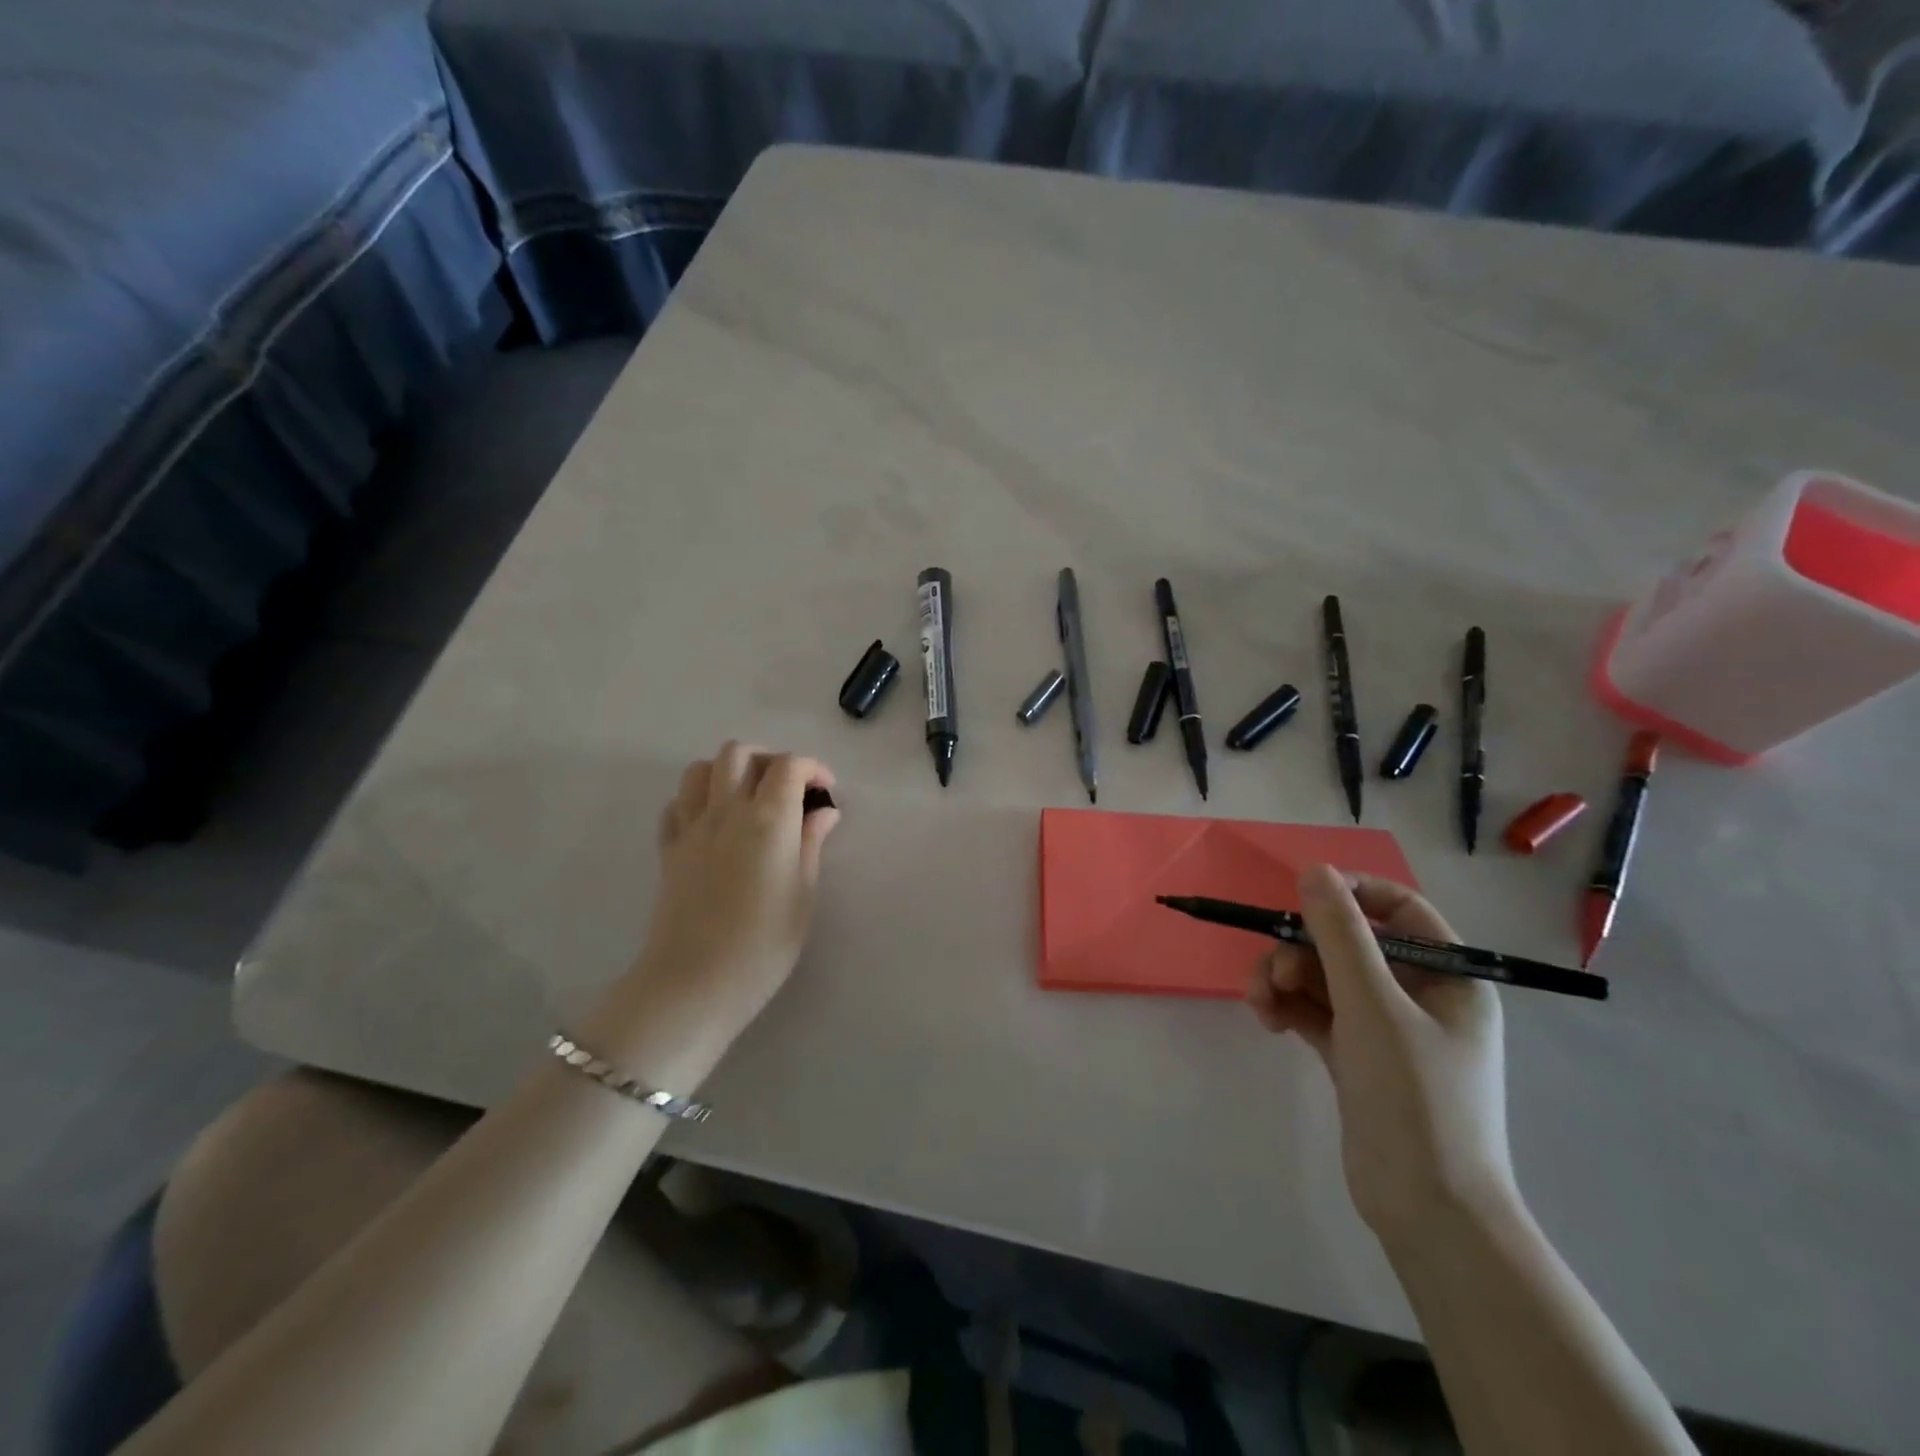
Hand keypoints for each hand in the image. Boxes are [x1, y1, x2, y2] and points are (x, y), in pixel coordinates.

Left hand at [588, 743, 839, 1085]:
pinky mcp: (668, 848)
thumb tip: (824, 812)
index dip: (812, 768)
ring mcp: (691, 827)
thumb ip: (812, 844)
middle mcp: (727, 810)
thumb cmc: (764, 944)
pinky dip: (697, 800)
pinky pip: (677, 804)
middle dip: (769, 760)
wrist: (695, 984)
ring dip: (728, 772)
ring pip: (701, 768)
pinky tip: (713, 823)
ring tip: (748, 798)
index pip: (788, 765)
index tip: (825, 791)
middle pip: (740, 753)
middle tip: (788, 790)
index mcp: (769, 819)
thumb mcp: (804, 894)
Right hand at [1248, 864, 1513, 1243]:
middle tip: (1274, 975)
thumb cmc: (1416, 1099)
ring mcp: (1386, 1028)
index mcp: (1449, 977)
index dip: (1351, 894)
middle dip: (1302, 951)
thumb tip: (1313, 870)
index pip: (1399, 910)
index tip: (1302, 896)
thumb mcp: (1372, 1006)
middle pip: (1349, 944)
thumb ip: (1339, 934)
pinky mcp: (1357, 1056)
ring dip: (1286, 981)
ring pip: (1324, 977)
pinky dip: (1289, 1009)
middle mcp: (1420, 995)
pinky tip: (1268, 1022)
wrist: (1427, 1211)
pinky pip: (1316, 1011)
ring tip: (1262, 1005)